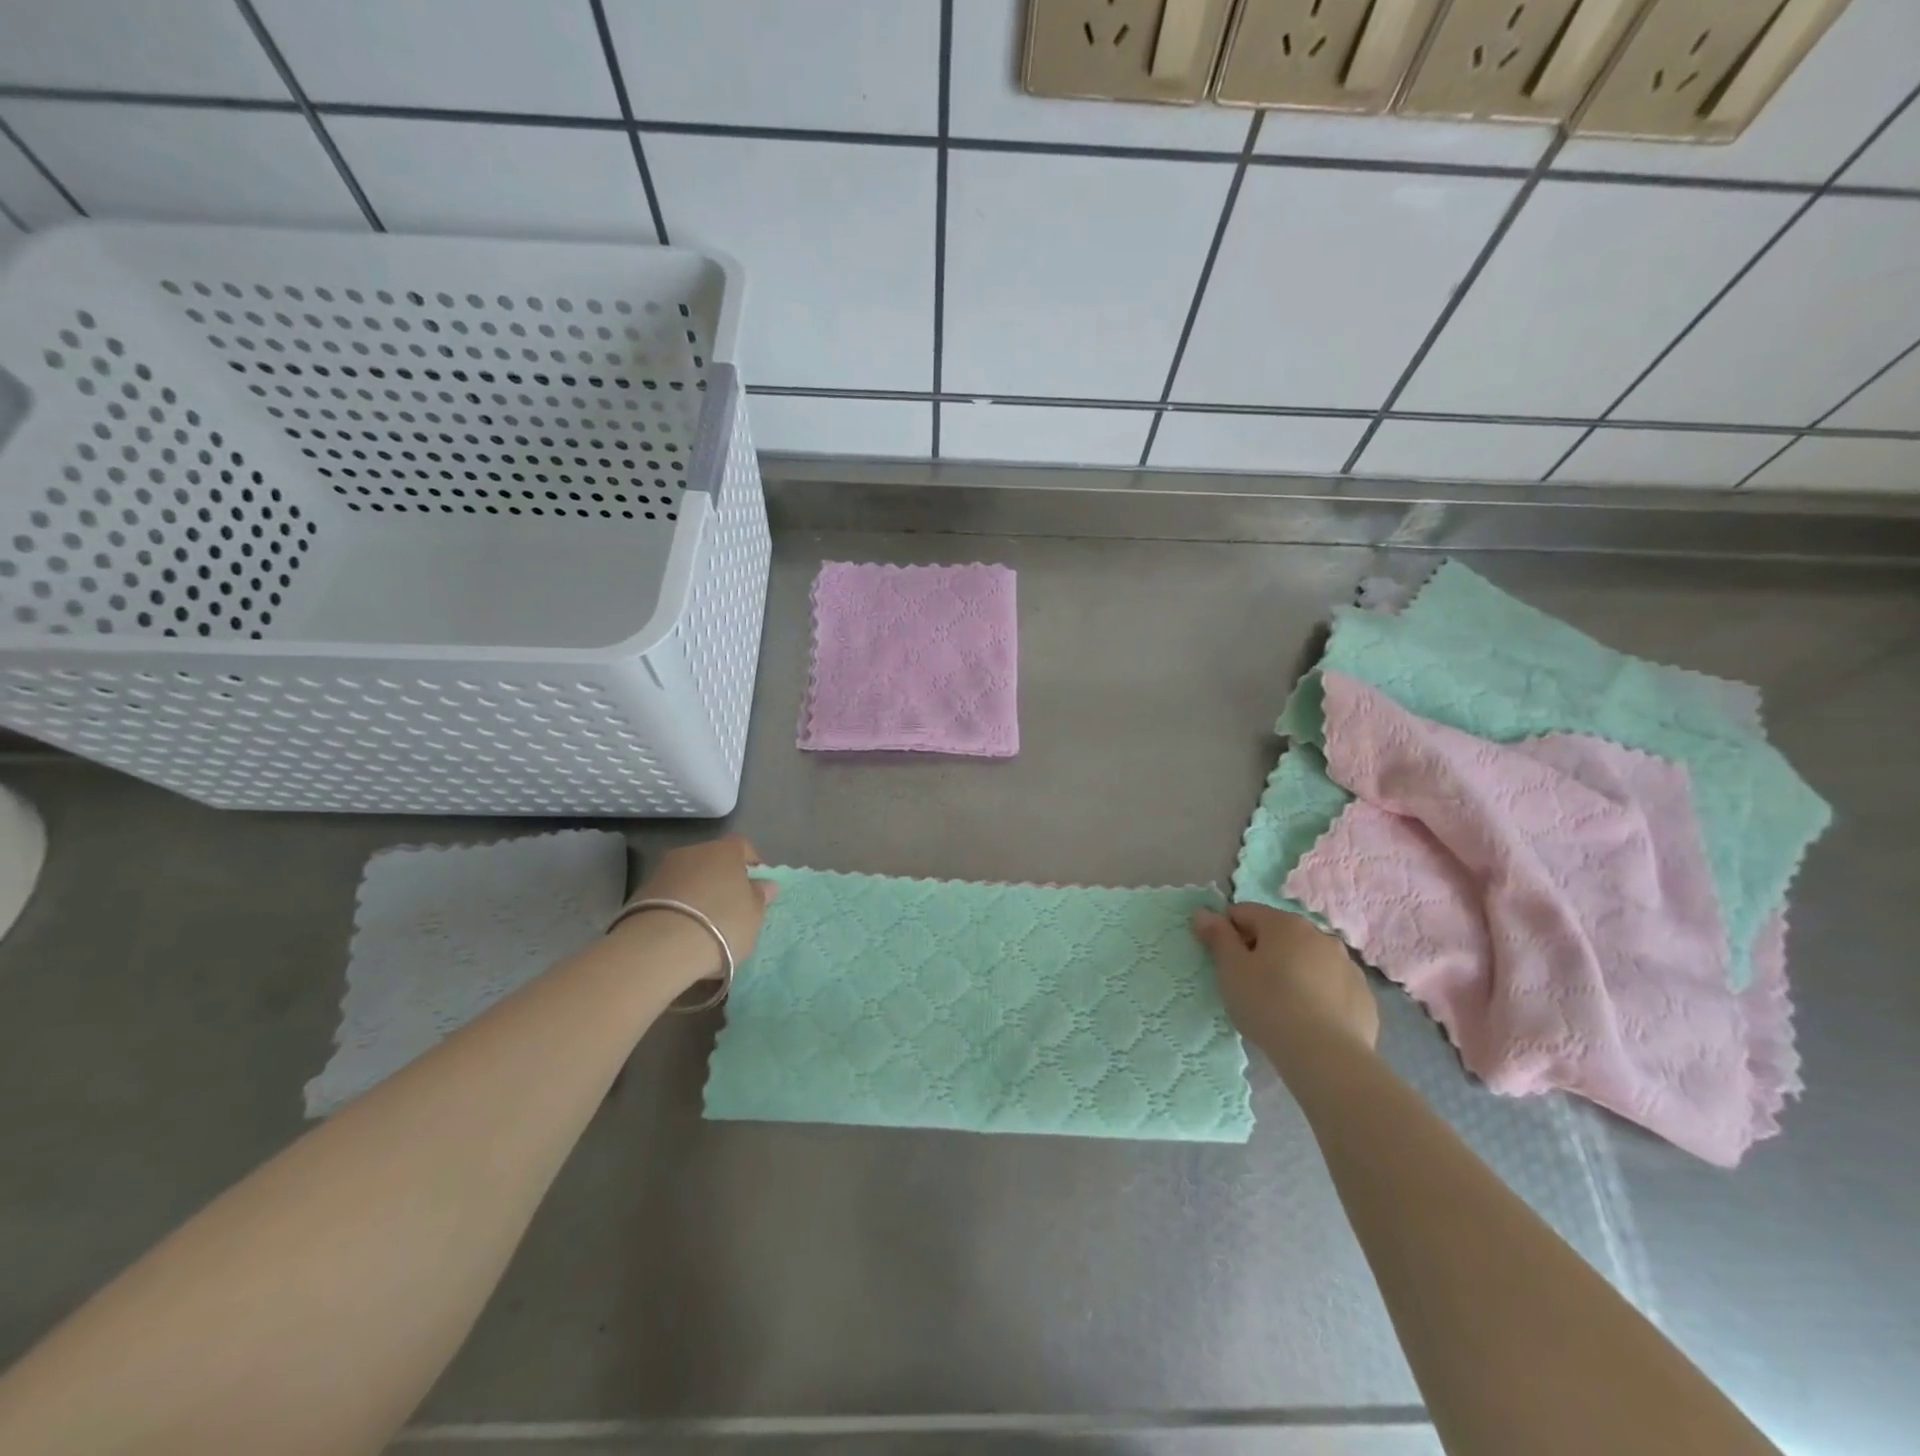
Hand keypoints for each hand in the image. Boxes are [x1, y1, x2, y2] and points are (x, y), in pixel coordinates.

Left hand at [628, 835, 776, 974]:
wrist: (660, 946)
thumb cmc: (722, 924)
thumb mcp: (754, 916)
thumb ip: (760, 897)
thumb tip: (766, 884)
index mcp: (725, 851)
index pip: (742, 847)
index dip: (751, 864)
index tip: (756, 886)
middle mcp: (694, 851)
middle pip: (713, 860)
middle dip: (722, 879)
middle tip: (731, 907)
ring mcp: (663, 870)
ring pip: (689, 877)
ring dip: (697, 893)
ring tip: (704, 924)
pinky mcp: (640, 893)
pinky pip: (669, 896)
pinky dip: (678, 908)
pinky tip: (681, 932)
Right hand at [1192, 902, 1377, 1056]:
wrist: (1326, 1056)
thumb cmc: (1268, 1004)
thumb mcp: (1230, 970)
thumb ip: (1217, 936)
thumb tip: (1203, 912)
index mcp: (1284, 924)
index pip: (1245, 912)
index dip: (1228, 932)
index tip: (1223, 960)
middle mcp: (1320, 935)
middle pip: (1280, 934)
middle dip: (1262, 951)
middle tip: (1249, 984)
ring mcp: (1347, 966)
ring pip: (1309, 960)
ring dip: (1293, 971)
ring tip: (1281, 1005)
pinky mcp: (1364, 997)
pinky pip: (1332, 986)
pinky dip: (1318, 994)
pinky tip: (1309, 1020)